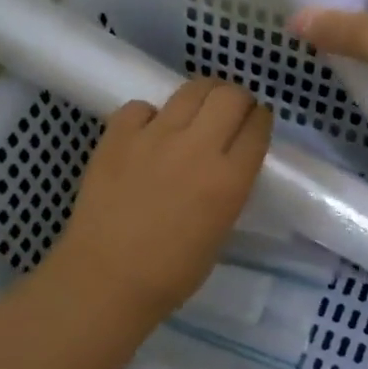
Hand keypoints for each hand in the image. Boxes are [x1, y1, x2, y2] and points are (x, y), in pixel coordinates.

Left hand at [44, 79, 272, 326]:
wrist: (107, 279)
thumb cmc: (172, 272)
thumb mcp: (221, 230)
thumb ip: (229, 188)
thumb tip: (226, 164)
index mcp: (229, 179)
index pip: (257, 126)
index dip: (260, 119)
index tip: (255, 123)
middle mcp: (197, 148)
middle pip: (230, 96)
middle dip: (237, 99)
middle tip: (230, 112)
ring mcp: (154, 136)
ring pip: (191, 89)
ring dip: (202, 96)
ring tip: (196, 111)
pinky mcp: (117, 134)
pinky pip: (142, 106)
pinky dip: (151, 115)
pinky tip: (148, 133)